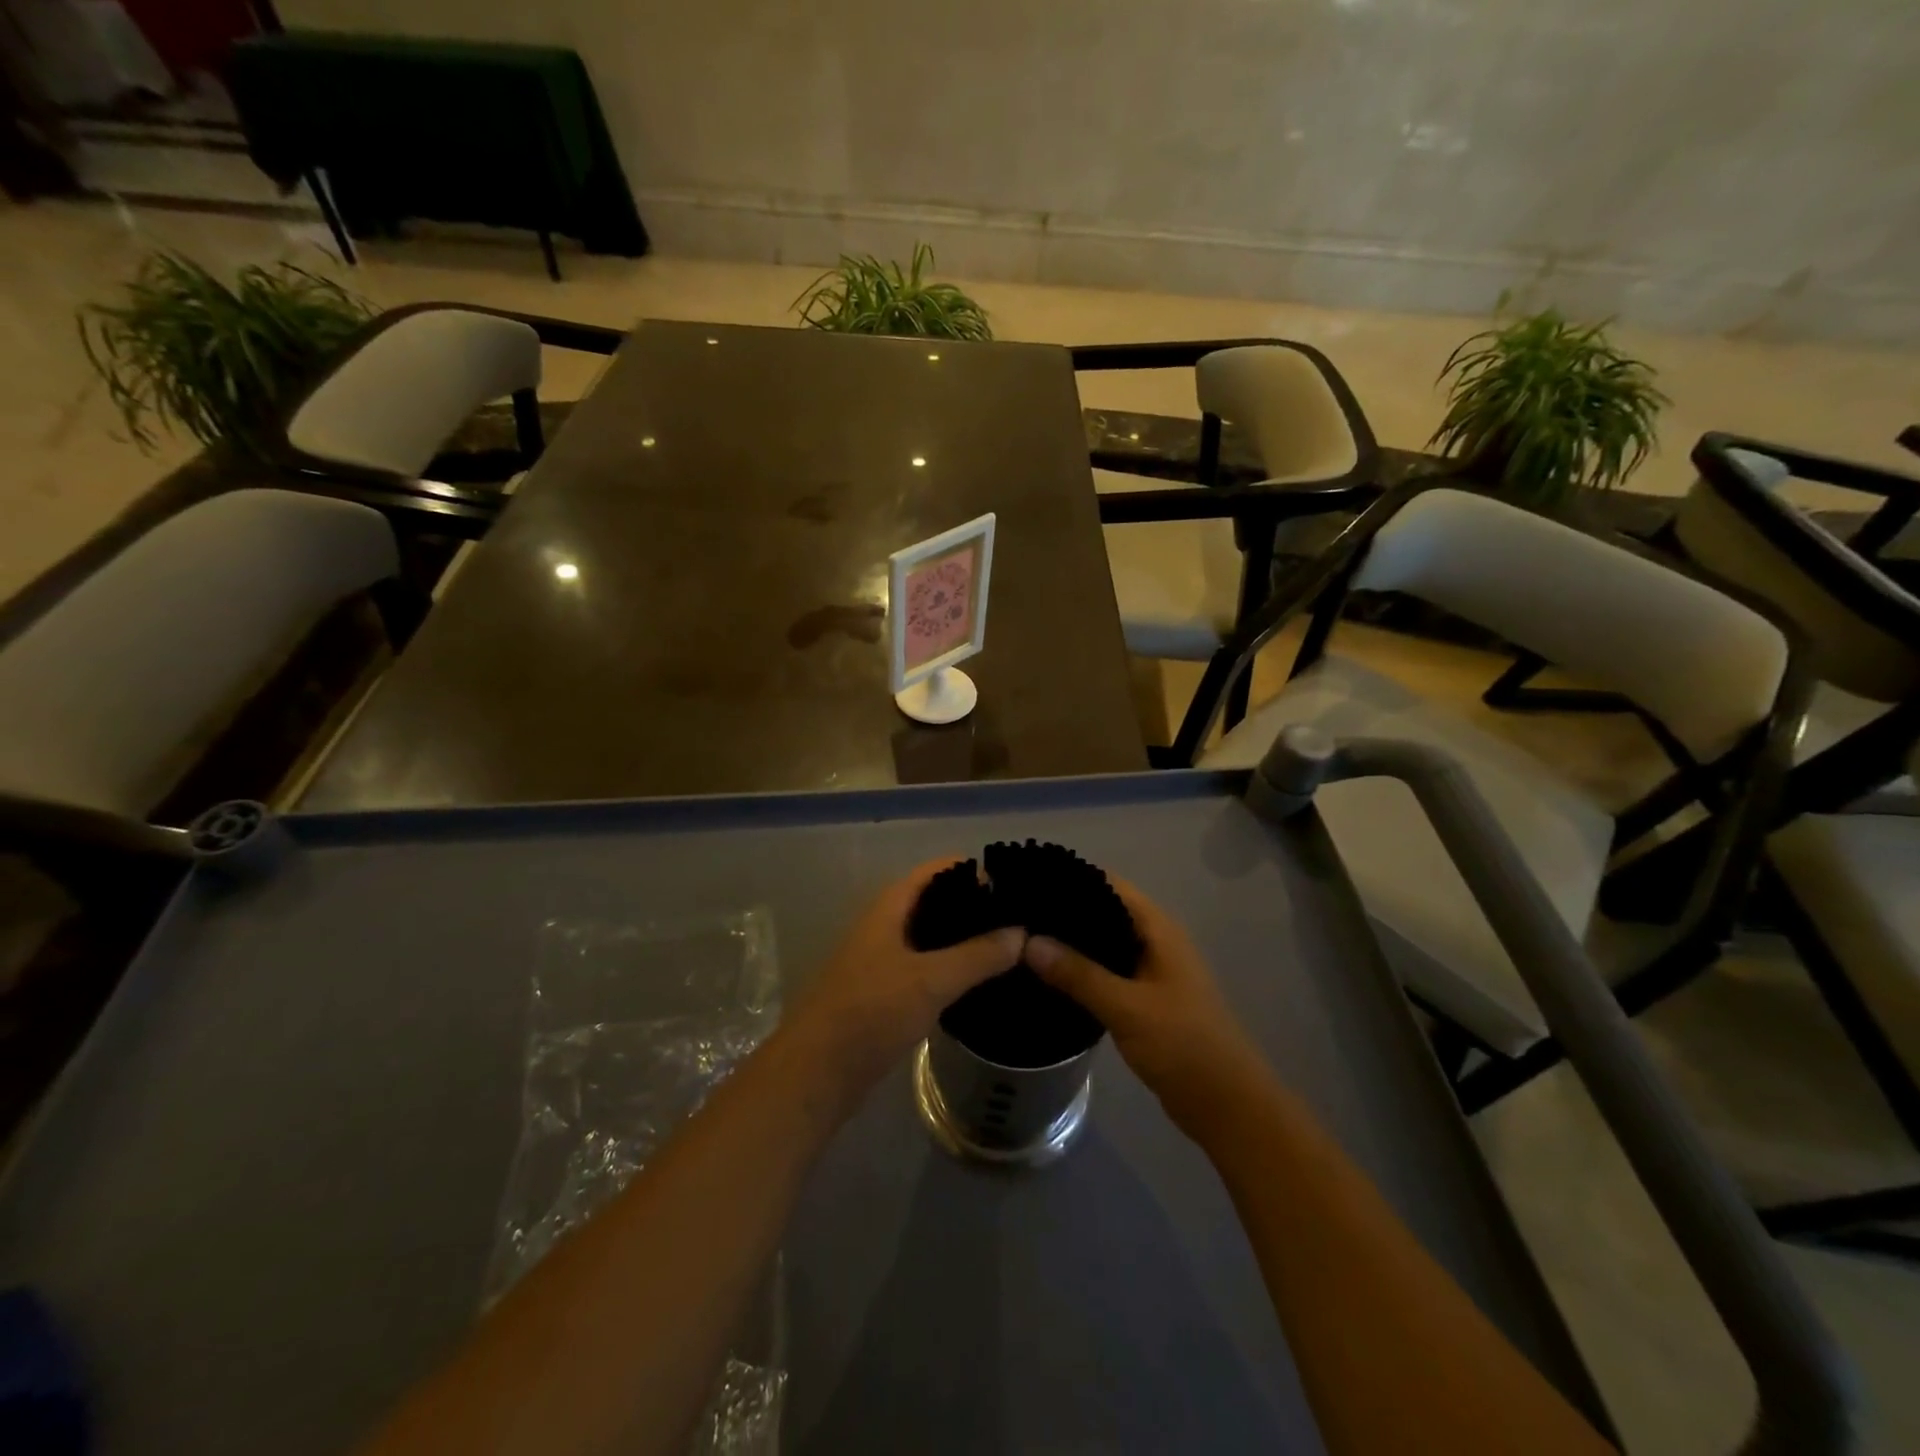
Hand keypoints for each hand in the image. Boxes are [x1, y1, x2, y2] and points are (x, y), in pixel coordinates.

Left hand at [786, 860, 1025, 1109]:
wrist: (816, 1072)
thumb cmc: (871, 1012)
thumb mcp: (931, 980)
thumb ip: (978, 955)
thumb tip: (1021, 932)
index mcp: (889, 907)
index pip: (937, 870)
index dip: (972, 870)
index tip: (1012, 883)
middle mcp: (884, 925)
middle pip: (934, 901)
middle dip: (972, 906)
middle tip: (1018, 919)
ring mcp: (882, 959)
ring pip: (930, 937)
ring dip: (963, 940)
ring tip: (1008, 948)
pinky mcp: (884, 993)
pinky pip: (925, 967)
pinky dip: (951, 968)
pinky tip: (978, 983)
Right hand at [1024, 879, 1267, 1134]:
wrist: (1226, 1105)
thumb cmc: (1183, 1045)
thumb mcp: (1126, 1007)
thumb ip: (1077, 973)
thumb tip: (1027, 941)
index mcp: (1158, 929)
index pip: (1109, 884)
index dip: (1072, 877)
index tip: (1029, 879)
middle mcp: (1154, 941)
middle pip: (1103, 910)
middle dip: (1064, 910)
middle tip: (1015, 913)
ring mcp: (1150, 970)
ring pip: (1103, 943)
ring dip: (1070, 942)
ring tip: (1022, 939)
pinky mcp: (1143, 998)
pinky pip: (1106, 971)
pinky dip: (1080, 969)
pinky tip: (1048, 977)